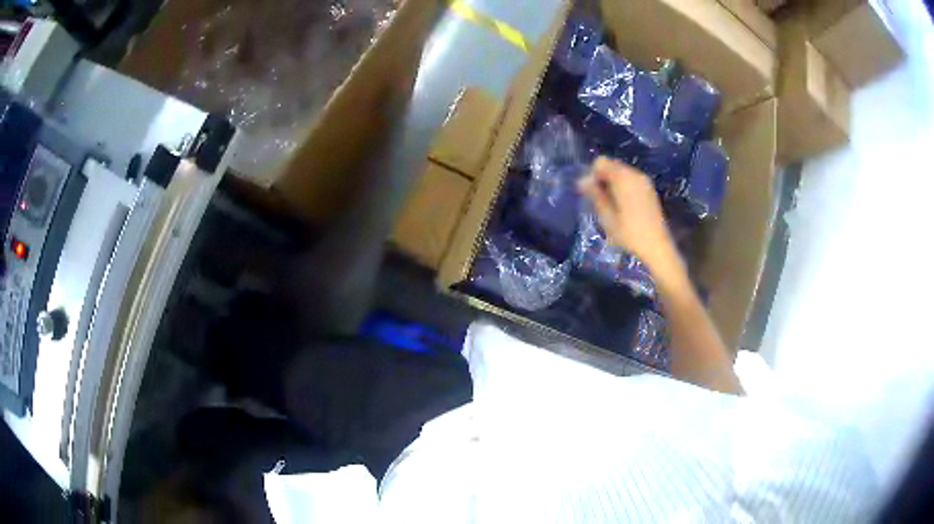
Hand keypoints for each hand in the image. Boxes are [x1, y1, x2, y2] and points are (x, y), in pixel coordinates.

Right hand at [577, 157, 679, 274]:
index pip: (600, 162)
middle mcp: (635, 174)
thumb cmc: (629, 233)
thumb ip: (594, 194)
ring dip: (613, 185)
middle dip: (602, 179)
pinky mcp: (649, 190)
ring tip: (613, 207)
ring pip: (621, 173)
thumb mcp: (607, 216)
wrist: (657, 247)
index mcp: (623, 178)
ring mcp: (644, 181)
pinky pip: (631, 180)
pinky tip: (624, 207)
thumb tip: (582, 180)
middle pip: (612, 166)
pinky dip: (623, 188)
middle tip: (601, 202)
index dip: (593, 175)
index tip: (593, 194)